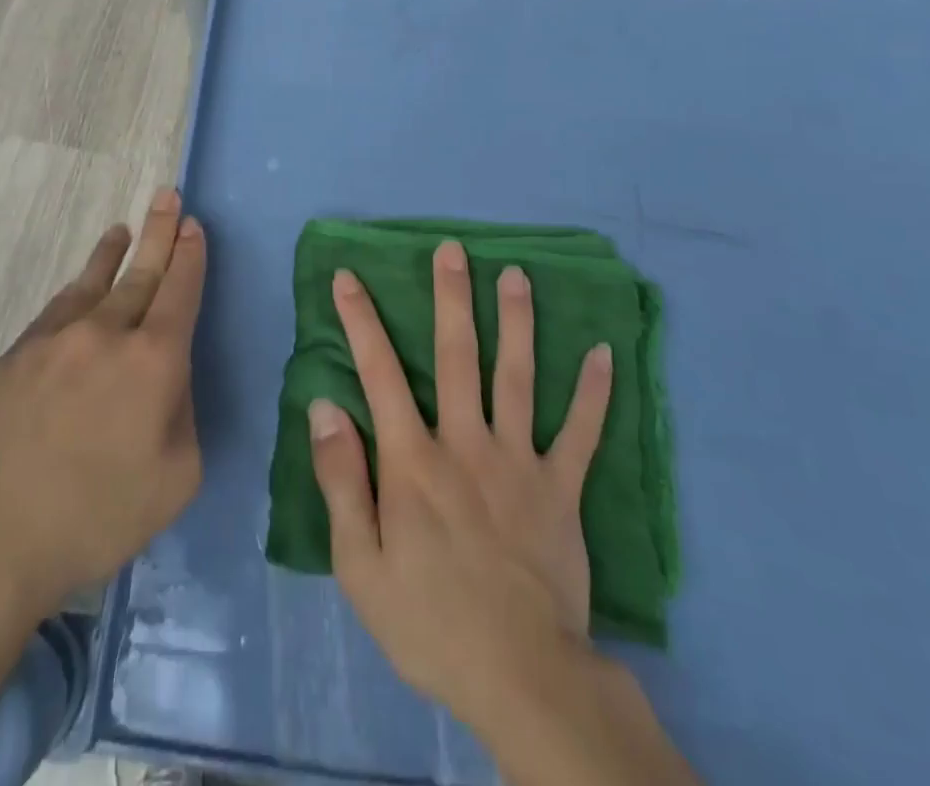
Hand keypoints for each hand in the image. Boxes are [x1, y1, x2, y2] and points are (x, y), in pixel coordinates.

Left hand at [0, 190, 206, 617]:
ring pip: (93, 282)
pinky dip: (76, 290)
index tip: (193, 226)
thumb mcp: (176, 480)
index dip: (190, 257)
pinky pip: (56, 310)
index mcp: (153, 362)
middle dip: (160, 232)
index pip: (180, 293)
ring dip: (113, 252)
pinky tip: (79, 289)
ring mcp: (55, 340)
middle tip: (168, 195)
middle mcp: (106, 335)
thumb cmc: (95, 518)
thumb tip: (168, 380)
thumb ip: (183, 416)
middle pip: (141, 273)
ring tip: (123, 228)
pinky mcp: (16, 355)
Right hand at [308, 241, 611, 733]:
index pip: (379, 373)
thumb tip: (325, 407)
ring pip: (517, 377)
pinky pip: (581, 433)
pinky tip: (604, 352)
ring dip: (517, 322)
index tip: (350, 276)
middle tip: (453, 249)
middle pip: (457, 356)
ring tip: (517, 274)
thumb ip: (341, 480)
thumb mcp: (360, 564)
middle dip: (451, 297)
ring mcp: (519, 462)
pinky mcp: (562, 489)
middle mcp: (465, 443)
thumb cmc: (429, 621)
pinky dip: (594, 393)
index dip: (361, 321)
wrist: (522, 678)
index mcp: (413, 460)